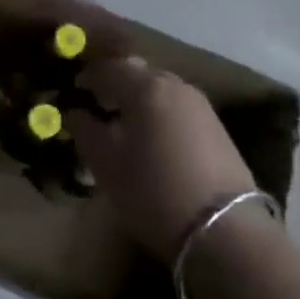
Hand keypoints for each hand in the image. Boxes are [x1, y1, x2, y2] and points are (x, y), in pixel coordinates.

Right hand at [69, 57, 256, 260]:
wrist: (226, 231)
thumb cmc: (153, 191)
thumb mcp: (105, 163)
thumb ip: (84, 129)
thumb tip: (75, 112)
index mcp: (145, 86)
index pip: (107, 67)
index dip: (86, 77)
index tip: (73, 92)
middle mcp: (174, 84)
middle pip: (137, 72)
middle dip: (114, 84)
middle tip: (98, 107)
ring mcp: (200, 105)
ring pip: (160, 89)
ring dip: (139, 100)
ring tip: (125, 126)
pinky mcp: (217, 127)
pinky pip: (177, 107)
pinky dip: (159, 114)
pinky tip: (153, 140)